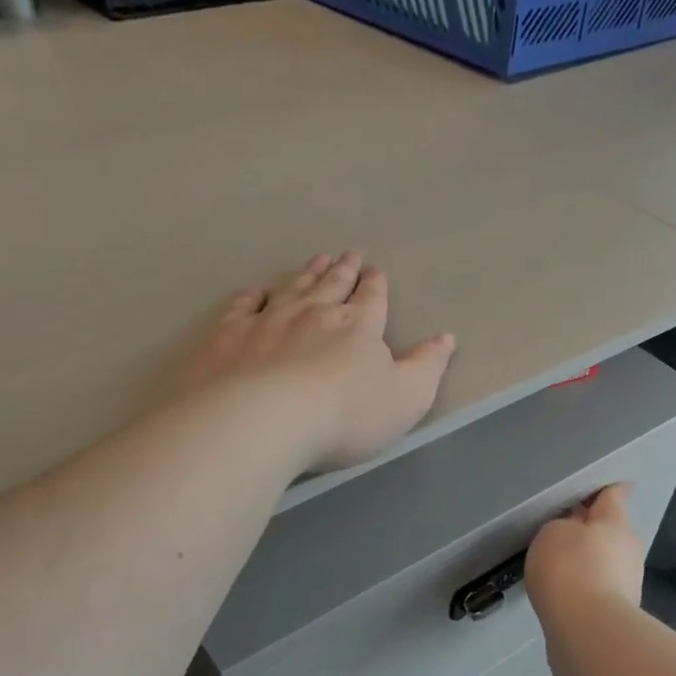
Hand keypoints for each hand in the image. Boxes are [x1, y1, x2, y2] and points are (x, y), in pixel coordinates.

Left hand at [175, 253, 456, 474]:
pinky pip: (242, 307)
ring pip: (292, 288)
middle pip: (332, 286)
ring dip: (306, 274)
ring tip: (315, 260)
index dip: (375, 285)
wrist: (263, 420)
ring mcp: (268, 321)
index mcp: (358, 327)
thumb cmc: (345, 416)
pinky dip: (251, 297)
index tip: (374, 271)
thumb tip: (446, 338)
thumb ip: (427, 367)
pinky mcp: (229, 336)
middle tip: (347, 255)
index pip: (372, 299)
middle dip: (343, 271)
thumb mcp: (405, 398)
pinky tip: (254, 292)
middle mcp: (314, 314)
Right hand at [526, 484, 644, 675]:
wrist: (586, 632)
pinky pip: (596, 590)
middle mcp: (628, 549)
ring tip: (557, 566)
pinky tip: (562, 594)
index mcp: (615, 523)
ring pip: (604, 562)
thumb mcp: (554, 532)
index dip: (606, 489)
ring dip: (586, 561)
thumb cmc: (570, 569)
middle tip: (562, 529)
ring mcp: (627, 584)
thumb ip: (563, 526)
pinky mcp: (616, 614)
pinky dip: (582, 588)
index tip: (597, 487)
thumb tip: (574, 532)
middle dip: (591, 529)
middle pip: (610, 531)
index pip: (614, 495)